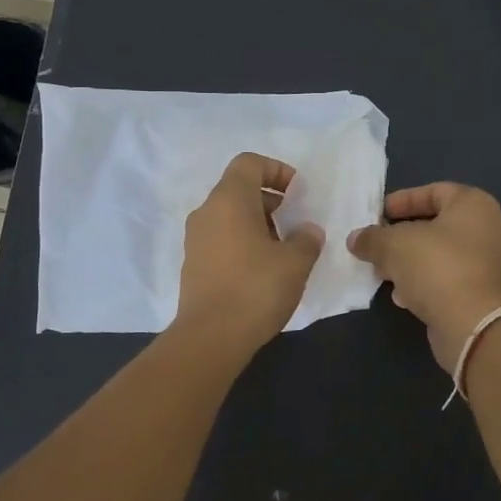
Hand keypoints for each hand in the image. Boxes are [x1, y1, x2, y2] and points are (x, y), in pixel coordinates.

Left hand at [174, 153, 324, 352]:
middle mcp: (206, 212)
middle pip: (238, 189)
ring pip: (229, 216)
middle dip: (270, 200)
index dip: (276, 170)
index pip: (249, 163)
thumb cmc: (256, 288)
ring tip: (283, 250)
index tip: (297, 193)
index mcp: (229, 200)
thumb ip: (306, 239)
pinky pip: (221, 239)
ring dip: (258, 224)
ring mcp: (195, 240)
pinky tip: (262, 270)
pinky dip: (242, 243)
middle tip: (295, 222)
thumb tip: (307, 231)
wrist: (211, 337)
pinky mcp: (193, 265)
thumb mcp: (295, 262)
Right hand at [347, 183, 500, 372]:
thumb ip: (372, 238)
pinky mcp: (482, 293)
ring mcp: (488, 263)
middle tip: (376, 245)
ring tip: (383, 272)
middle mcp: (487, 229)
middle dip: (401, 236)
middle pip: (436, 225)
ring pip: (440, 254)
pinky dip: (424, 282)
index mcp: (474, 205)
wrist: (472, 324)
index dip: (402, 200)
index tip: (377, 215)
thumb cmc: (437, 267)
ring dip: (409, 262)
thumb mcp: (394, 245)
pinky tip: (402, 296)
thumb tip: (356, 239)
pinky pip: (447, 278)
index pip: (434, 191)